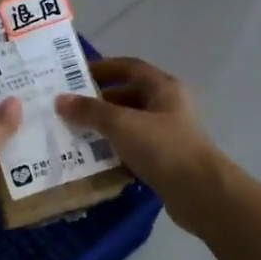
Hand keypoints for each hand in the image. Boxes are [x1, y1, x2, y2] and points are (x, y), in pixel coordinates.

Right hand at [55, 58, 226, 231]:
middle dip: (99, 101)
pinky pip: (134, 148)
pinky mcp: (165, 161)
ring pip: (130, 124)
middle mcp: (168, 107)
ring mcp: (168, 135)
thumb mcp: (122, 124)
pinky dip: (115, 150)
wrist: (200, 193)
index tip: (74, 76)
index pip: (130, 67)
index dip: (103, 68)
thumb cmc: (163, 148)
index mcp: (164, 88)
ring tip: (74, 134)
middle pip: (129, 96)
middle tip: (68, 109)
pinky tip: (93, 159)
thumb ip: (91, 111)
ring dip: (104, 128)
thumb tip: (60, 100)